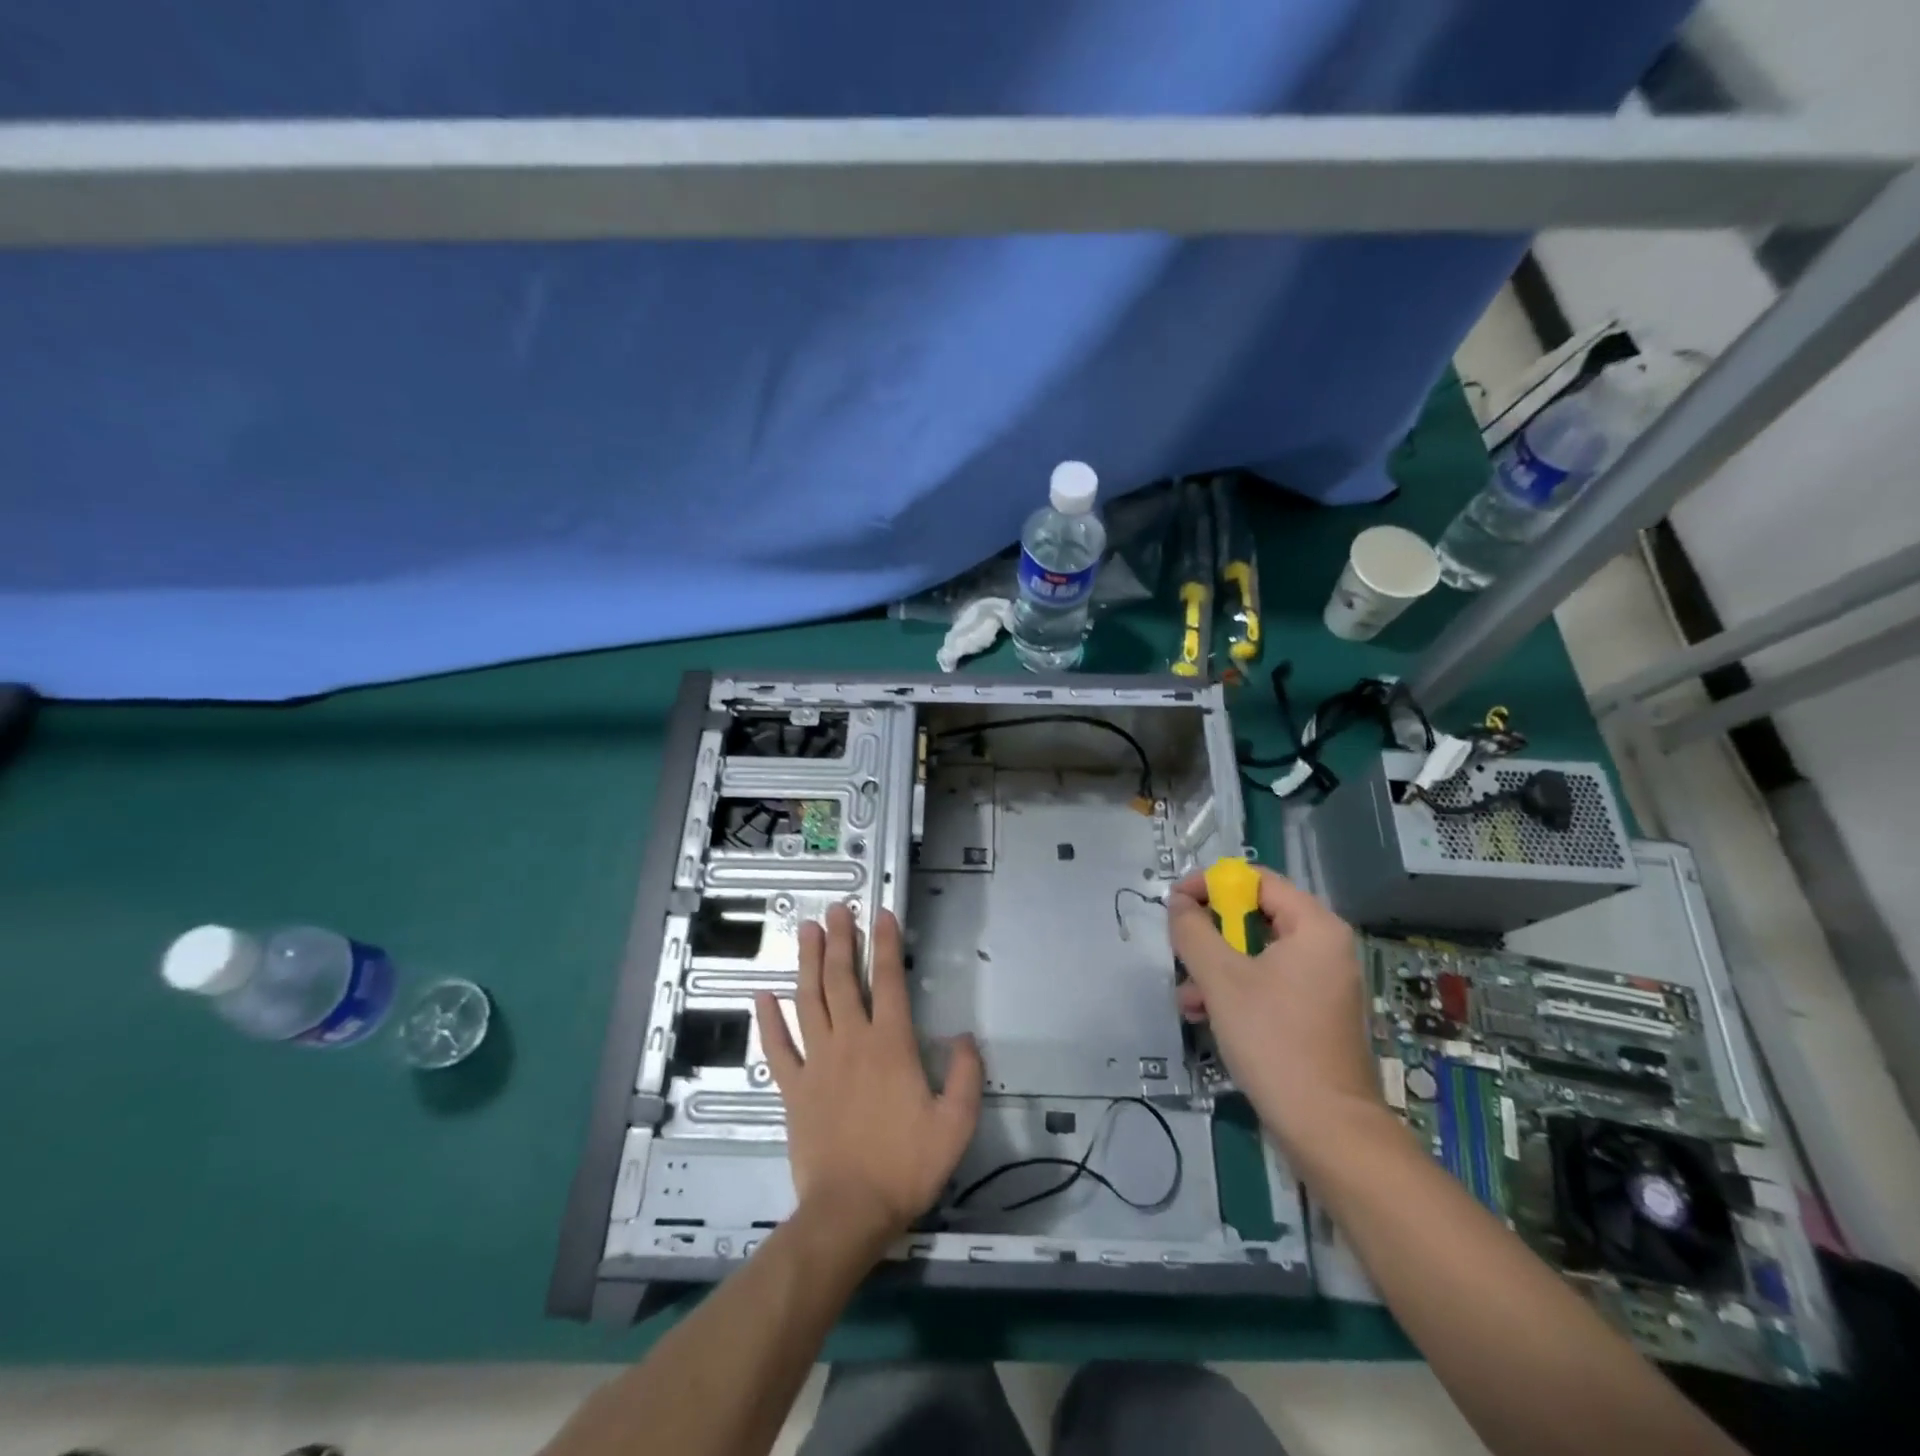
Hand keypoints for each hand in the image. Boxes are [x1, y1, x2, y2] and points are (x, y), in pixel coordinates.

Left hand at [755, 903, 982, 1253]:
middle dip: (840, 940)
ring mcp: (816, 1063)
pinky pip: (777, 1048)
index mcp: (890, 1045)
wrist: (849, 1212)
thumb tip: (963, 1037)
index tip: (882, 913)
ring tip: (806, 930)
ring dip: (806, 963)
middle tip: (836, 909)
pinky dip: (768, 1020)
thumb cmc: (905, 1166)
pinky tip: (762, 995)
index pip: (889, 981)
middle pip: (842, 980)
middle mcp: (851, 1042)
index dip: (886, 944)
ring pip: (808, 1001)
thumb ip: (965, 1075)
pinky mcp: (792, 1088)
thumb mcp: (955, 1124)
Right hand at [1167, 865, 1382, 1159]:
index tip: (1175, 903)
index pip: (1256, 880)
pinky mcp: (1316, 1012)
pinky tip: (1207, 1015)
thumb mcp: (1221, 979)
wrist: (1327, 1128)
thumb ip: (1193, 931)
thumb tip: (1178, 903)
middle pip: (1256, 916)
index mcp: (1315, 926)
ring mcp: (1324, 981)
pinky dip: (1236, 990)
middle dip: (1211, 935)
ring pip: (1257, 953)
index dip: (1211, 884)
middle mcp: (1326, 946)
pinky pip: (1269, 981)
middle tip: (1181, 952)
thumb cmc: (1274, 1040)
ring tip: (1189, 997)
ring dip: (1216, 967)